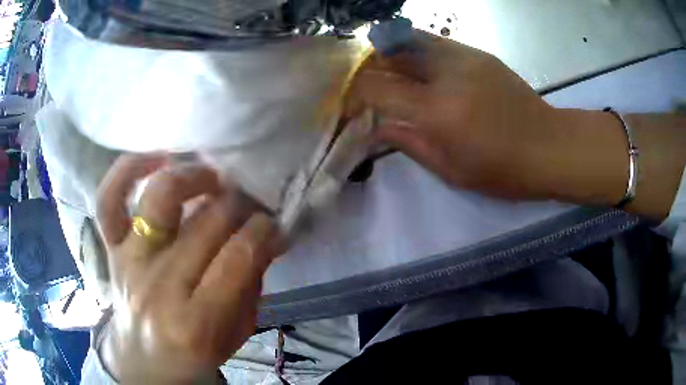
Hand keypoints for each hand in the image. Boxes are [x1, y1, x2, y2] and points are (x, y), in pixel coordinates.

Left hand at [95, 154, 284, 382]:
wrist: (143, 361)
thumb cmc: (194, 356)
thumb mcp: (236, 334)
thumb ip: (251, 285)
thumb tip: (266, 236)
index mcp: (196, 323)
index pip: (237, 257)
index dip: (263, 229)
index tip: (273, 221)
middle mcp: (158, 287)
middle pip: (206, 222)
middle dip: (239, 203)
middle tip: (251, 201)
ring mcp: (129, 262)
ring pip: (159, 197)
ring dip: (193, 176)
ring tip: (211, 177)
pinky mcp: (110, 248)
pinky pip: (108, 199)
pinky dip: (128, 170)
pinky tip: (156, 159)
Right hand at [347, 30, 629, 204]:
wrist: (548, 145)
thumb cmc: (502, 170)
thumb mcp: (451, 170)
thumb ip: (410, 144)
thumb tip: (378, 129)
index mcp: (437, 111)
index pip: (377, 87)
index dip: (356, 92)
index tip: (351, 102)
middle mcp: (445, 74)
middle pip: (389, 53)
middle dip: (369, 65)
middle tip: (366, 81)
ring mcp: (463, 57)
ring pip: (410, 39)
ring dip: (392, 53)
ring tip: (390, 70)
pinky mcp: (477, 53)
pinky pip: (435, 42)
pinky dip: (417, 51)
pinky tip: (422, 67)